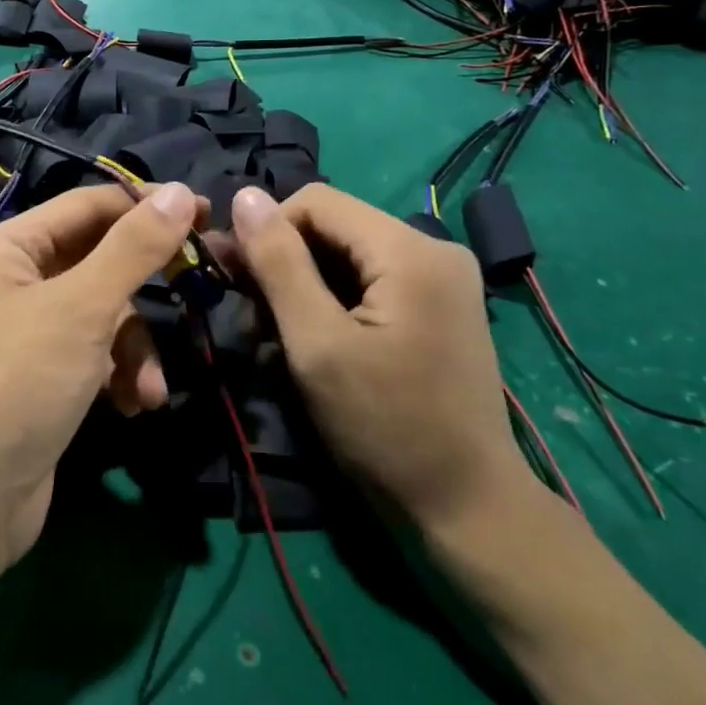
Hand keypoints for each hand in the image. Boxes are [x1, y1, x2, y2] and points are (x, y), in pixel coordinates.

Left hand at [0, 182, 202, 576]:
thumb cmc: (16, 385)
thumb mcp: (81, 309)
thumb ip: (134, 248)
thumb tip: (179, 192)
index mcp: (9, 248)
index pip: (89, 205)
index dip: (147, 205)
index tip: (207, 214)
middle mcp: (15, 281)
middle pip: (99, 260)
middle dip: (146, 285)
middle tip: (205, 280)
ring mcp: (28, 332)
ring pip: (104, 314)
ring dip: (136, 347)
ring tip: (150, 387)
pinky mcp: (43, 378)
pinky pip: (95, 355)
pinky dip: (119, 376)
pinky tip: (133, 407)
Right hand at [229, 184, 534, 535]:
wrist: (468, 509)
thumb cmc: (385, 428)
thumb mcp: (317, 345)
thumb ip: (279, 264)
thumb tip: (245, 195)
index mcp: (410, 250)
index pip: (316, 201)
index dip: (268, 231)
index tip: (237, 281)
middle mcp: (433, 248)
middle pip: (333, 227)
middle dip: (284, 264)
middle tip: (251, 317)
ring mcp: (441, 278)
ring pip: (347, 255)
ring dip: (303, 287)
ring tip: (276, 338)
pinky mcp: (438, 305)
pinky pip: (369, 280)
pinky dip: (332, 302)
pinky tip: (312, 341)